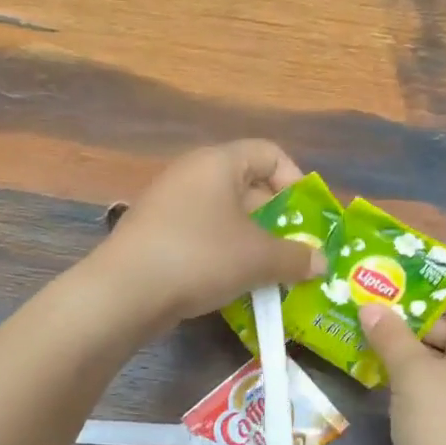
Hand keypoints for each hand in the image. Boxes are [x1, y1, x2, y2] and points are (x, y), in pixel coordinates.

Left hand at [93, 140, 326, 328]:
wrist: (125, 291)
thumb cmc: (201, 257)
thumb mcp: (258, 258)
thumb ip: (296, 258)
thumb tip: (320, 262)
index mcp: (218, 162)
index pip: (269, 153)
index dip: (296, 182)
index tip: (306, 220)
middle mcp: (192, 174)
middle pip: (248, 186)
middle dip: (276, 220)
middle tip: (294, 253)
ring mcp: (169, 204)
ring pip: (225, 216)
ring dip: (252, 243)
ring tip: (268, 274)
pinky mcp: (155, 235)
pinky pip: (202, 236)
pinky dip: (224, 255)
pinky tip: (233, 285)